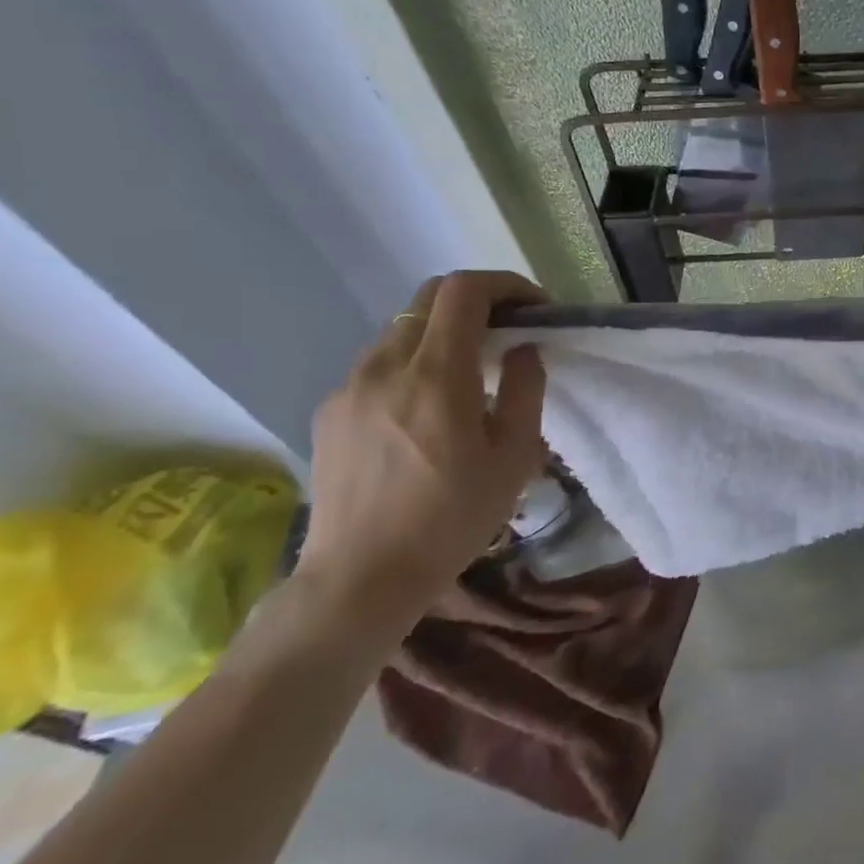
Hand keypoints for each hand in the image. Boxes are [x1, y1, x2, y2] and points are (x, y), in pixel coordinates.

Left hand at [294, 270, 548, 638]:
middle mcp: (385, 366)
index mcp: (436, 375)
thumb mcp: (514, 457)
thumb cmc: (452, 519)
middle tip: (510, 332)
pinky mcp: (330, 411)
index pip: (464, 290)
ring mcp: (349, 387)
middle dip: (478, 301)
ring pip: (403, 330)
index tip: (534, 309)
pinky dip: (414, 362)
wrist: (360, 579)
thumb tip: (522, 350)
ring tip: (472, 374)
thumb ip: (525, 390)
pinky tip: (429, 409)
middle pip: (429, 298)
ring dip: (444, 333)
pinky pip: (379, 364)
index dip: (506, 285)